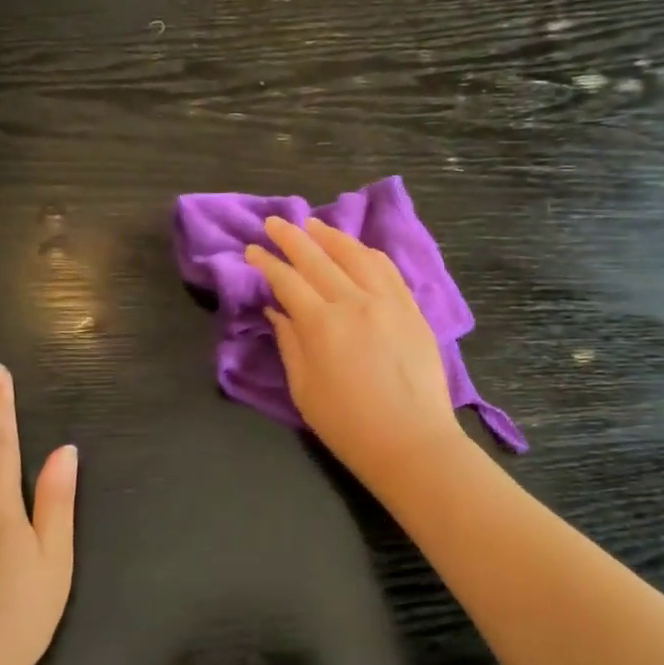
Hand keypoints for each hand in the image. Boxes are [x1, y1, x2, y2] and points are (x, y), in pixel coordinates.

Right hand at [244, 216, 468, 490]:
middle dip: (291, 237)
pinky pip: (387, 268)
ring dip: (330, 236)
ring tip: (313, 225)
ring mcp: (387, 301)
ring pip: (355, 254)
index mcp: (321, 325)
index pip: (287, 281)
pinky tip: (355, 248)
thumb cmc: (348, 425)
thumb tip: (276, 310)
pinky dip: (366, 252)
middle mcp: (354, 302)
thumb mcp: (304, 389)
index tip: (252, 251)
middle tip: (274, 222)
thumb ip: (289, 343)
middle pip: (317, 258)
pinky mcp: (411, 308)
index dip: (267, 263)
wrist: (411, 442)